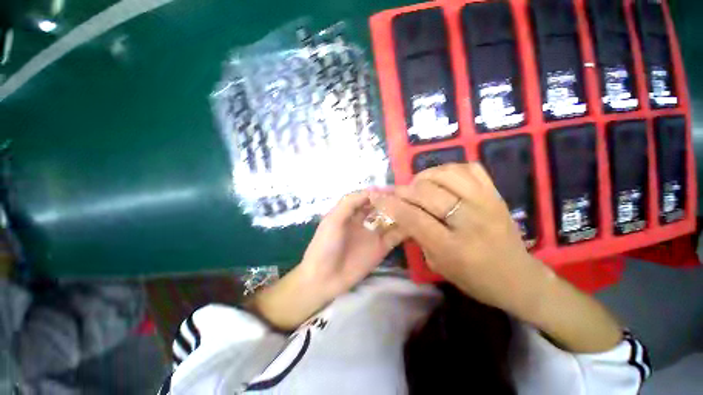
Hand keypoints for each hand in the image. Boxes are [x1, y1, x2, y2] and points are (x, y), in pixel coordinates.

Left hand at [252, 190, 402, 329]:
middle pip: (381, 207)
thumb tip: (372, 191)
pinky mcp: (381, 248)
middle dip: (393, 201)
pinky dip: (405, 230)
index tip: (394, 189)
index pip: (368, 197)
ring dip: (401, 214)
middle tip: (409, 197)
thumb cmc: (325, 245)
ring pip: (390, 220)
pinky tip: (415, 224)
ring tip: (415, 208)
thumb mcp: (333, 219)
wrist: (324, 278)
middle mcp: (364, 220)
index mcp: (351, 212)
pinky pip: (395, 236)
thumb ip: (350, 203)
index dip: (379, 192)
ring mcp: (374, 234)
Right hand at [370, 163, 550, 319]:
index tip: (376, 196)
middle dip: (404, 190)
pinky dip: (450, 169)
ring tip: (419, 185)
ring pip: (447, 174)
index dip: (390, 205)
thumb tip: (402, 212)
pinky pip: (470, 168)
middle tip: (398, 193)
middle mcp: (470, 220)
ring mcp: (486, 202)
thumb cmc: (475, 278)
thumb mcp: (438, 264)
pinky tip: (442, 179)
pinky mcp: (496, 194)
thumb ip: (418, 235)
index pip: (413, 218)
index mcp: (453, 247)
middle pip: (427, 192)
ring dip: (425, 176)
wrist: (518, 277)